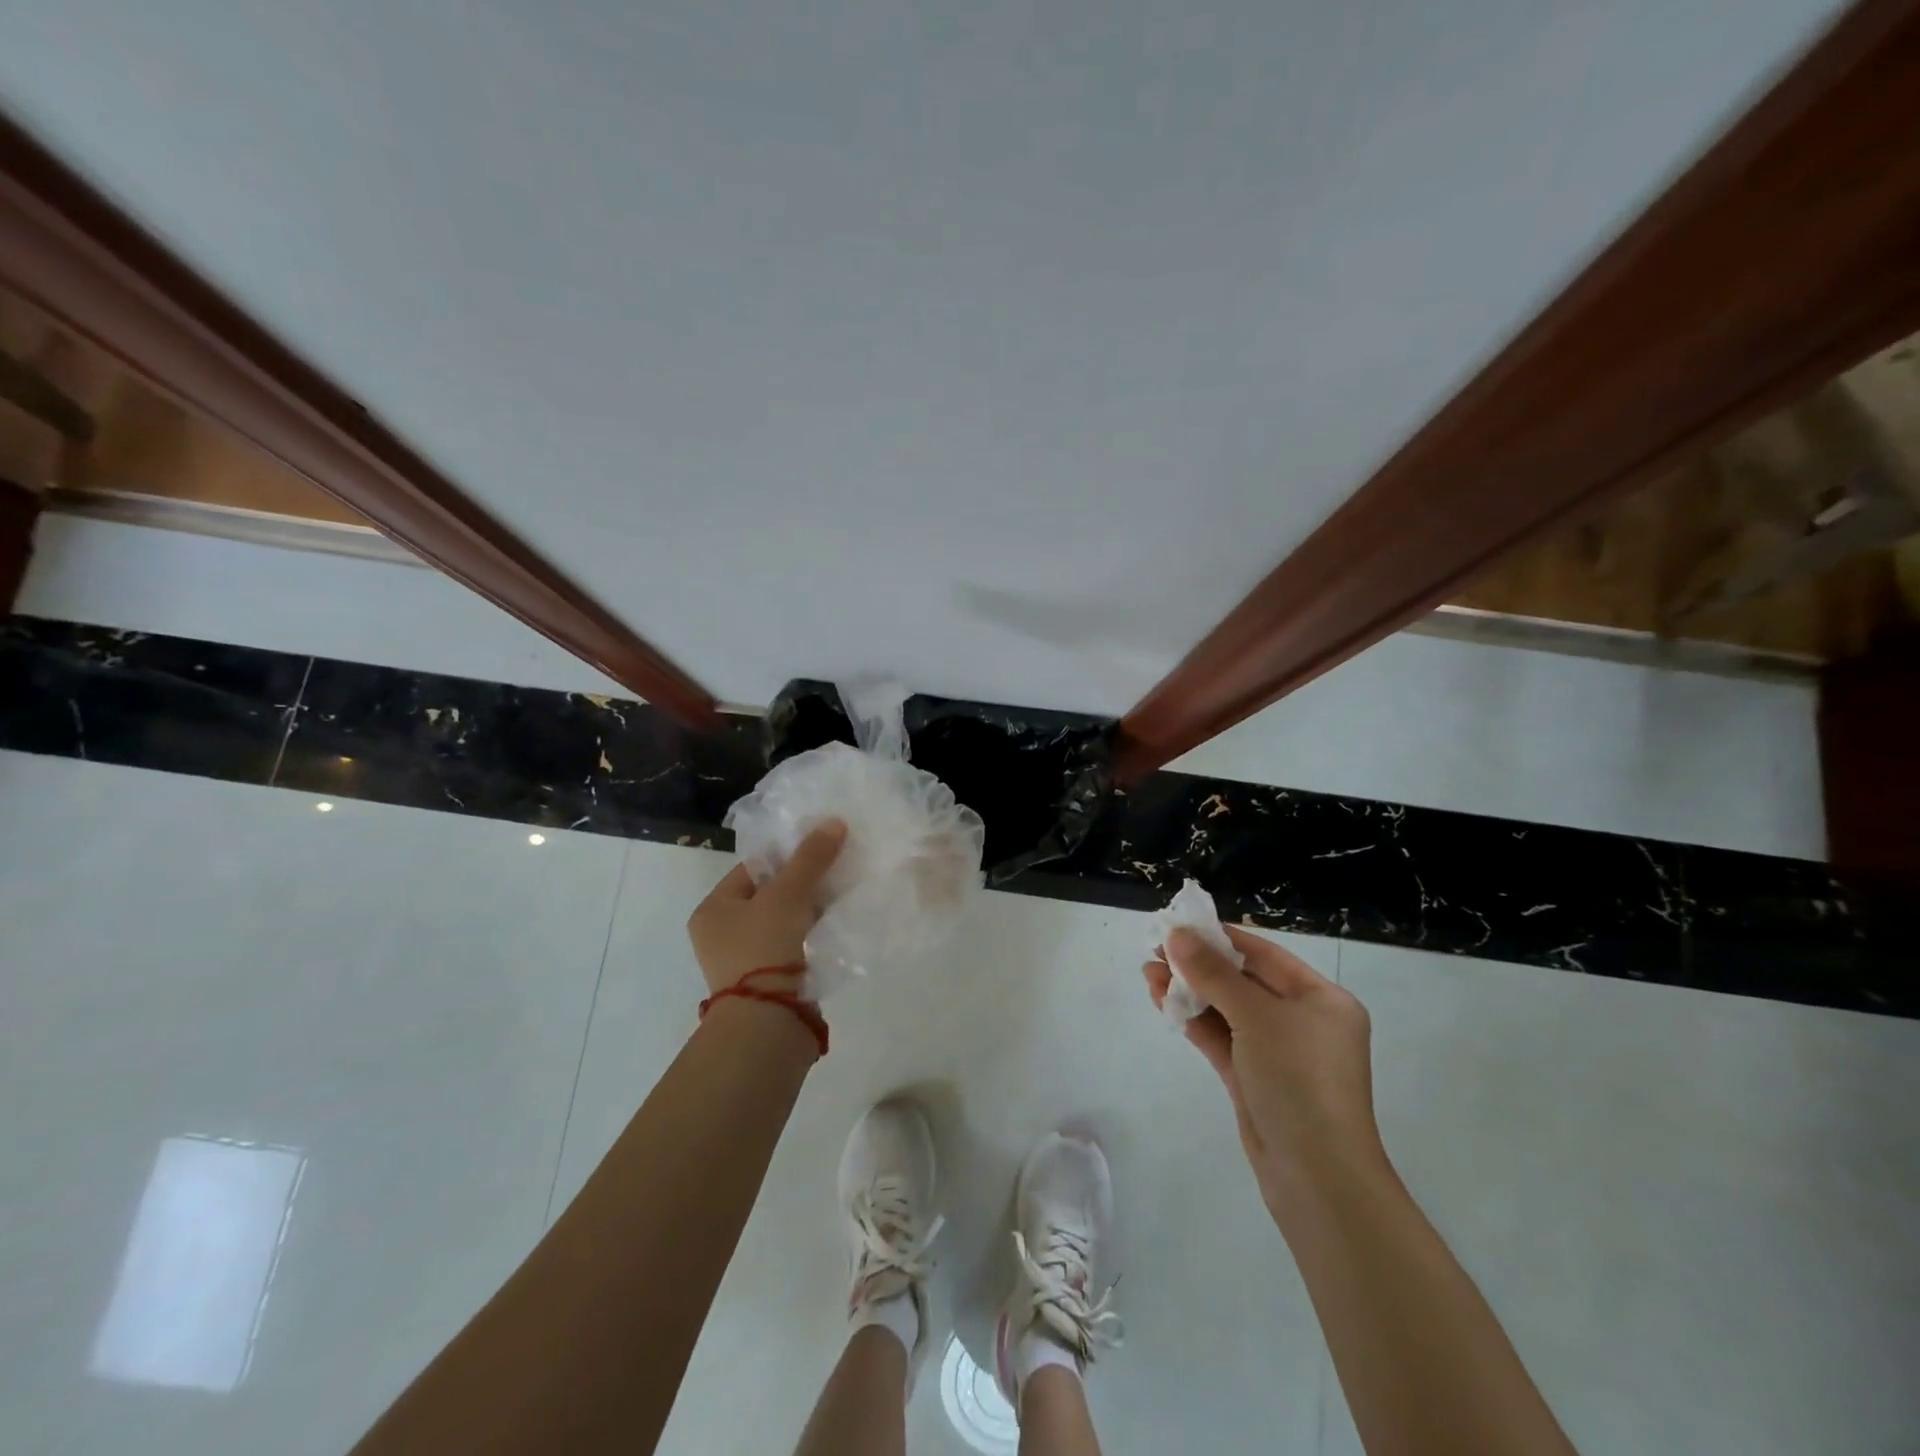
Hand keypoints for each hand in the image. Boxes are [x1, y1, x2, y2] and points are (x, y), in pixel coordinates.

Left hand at [687, 820, 846, 995]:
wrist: (767, 1023)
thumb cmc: (764, 947)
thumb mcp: (788, 894)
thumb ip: (811, 858)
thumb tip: (835, 822)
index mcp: (712, 909)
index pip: (752, 868)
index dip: (786, 855)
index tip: (819, 847)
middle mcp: (721, 934)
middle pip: (768, 894)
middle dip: (801, 882)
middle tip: (834, 869)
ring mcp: (743, 960)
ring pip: (782, 920)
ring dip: (808, 909)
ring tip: (839, 893)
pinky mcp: (767, 981)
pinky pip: (791, 945)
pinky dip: (810, 934)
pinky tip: (833, 925)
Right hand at [1144, 925, 1387, 1220]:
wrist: (1317, 1178)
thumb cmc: (1299, 1080)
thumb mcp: (1256, 1016)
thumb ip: (1213, 973)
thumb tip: (1177, 935)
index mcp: (1321, 999)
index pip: (1264, 955)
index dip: (1220, 937)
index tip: (1180, 924)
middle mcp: (1303, 1021)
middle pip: (1243, 980)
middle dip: (1198, 965)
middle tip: (1156, 949)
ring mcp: (1277, 1052)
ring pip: (1226, 1010)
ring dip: (1189, 991)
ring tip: (1148, 973)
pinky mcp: (1254, 1078)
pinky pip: (1220, 1037)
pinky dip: (1193, 1019)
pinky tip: (1162, 1001)